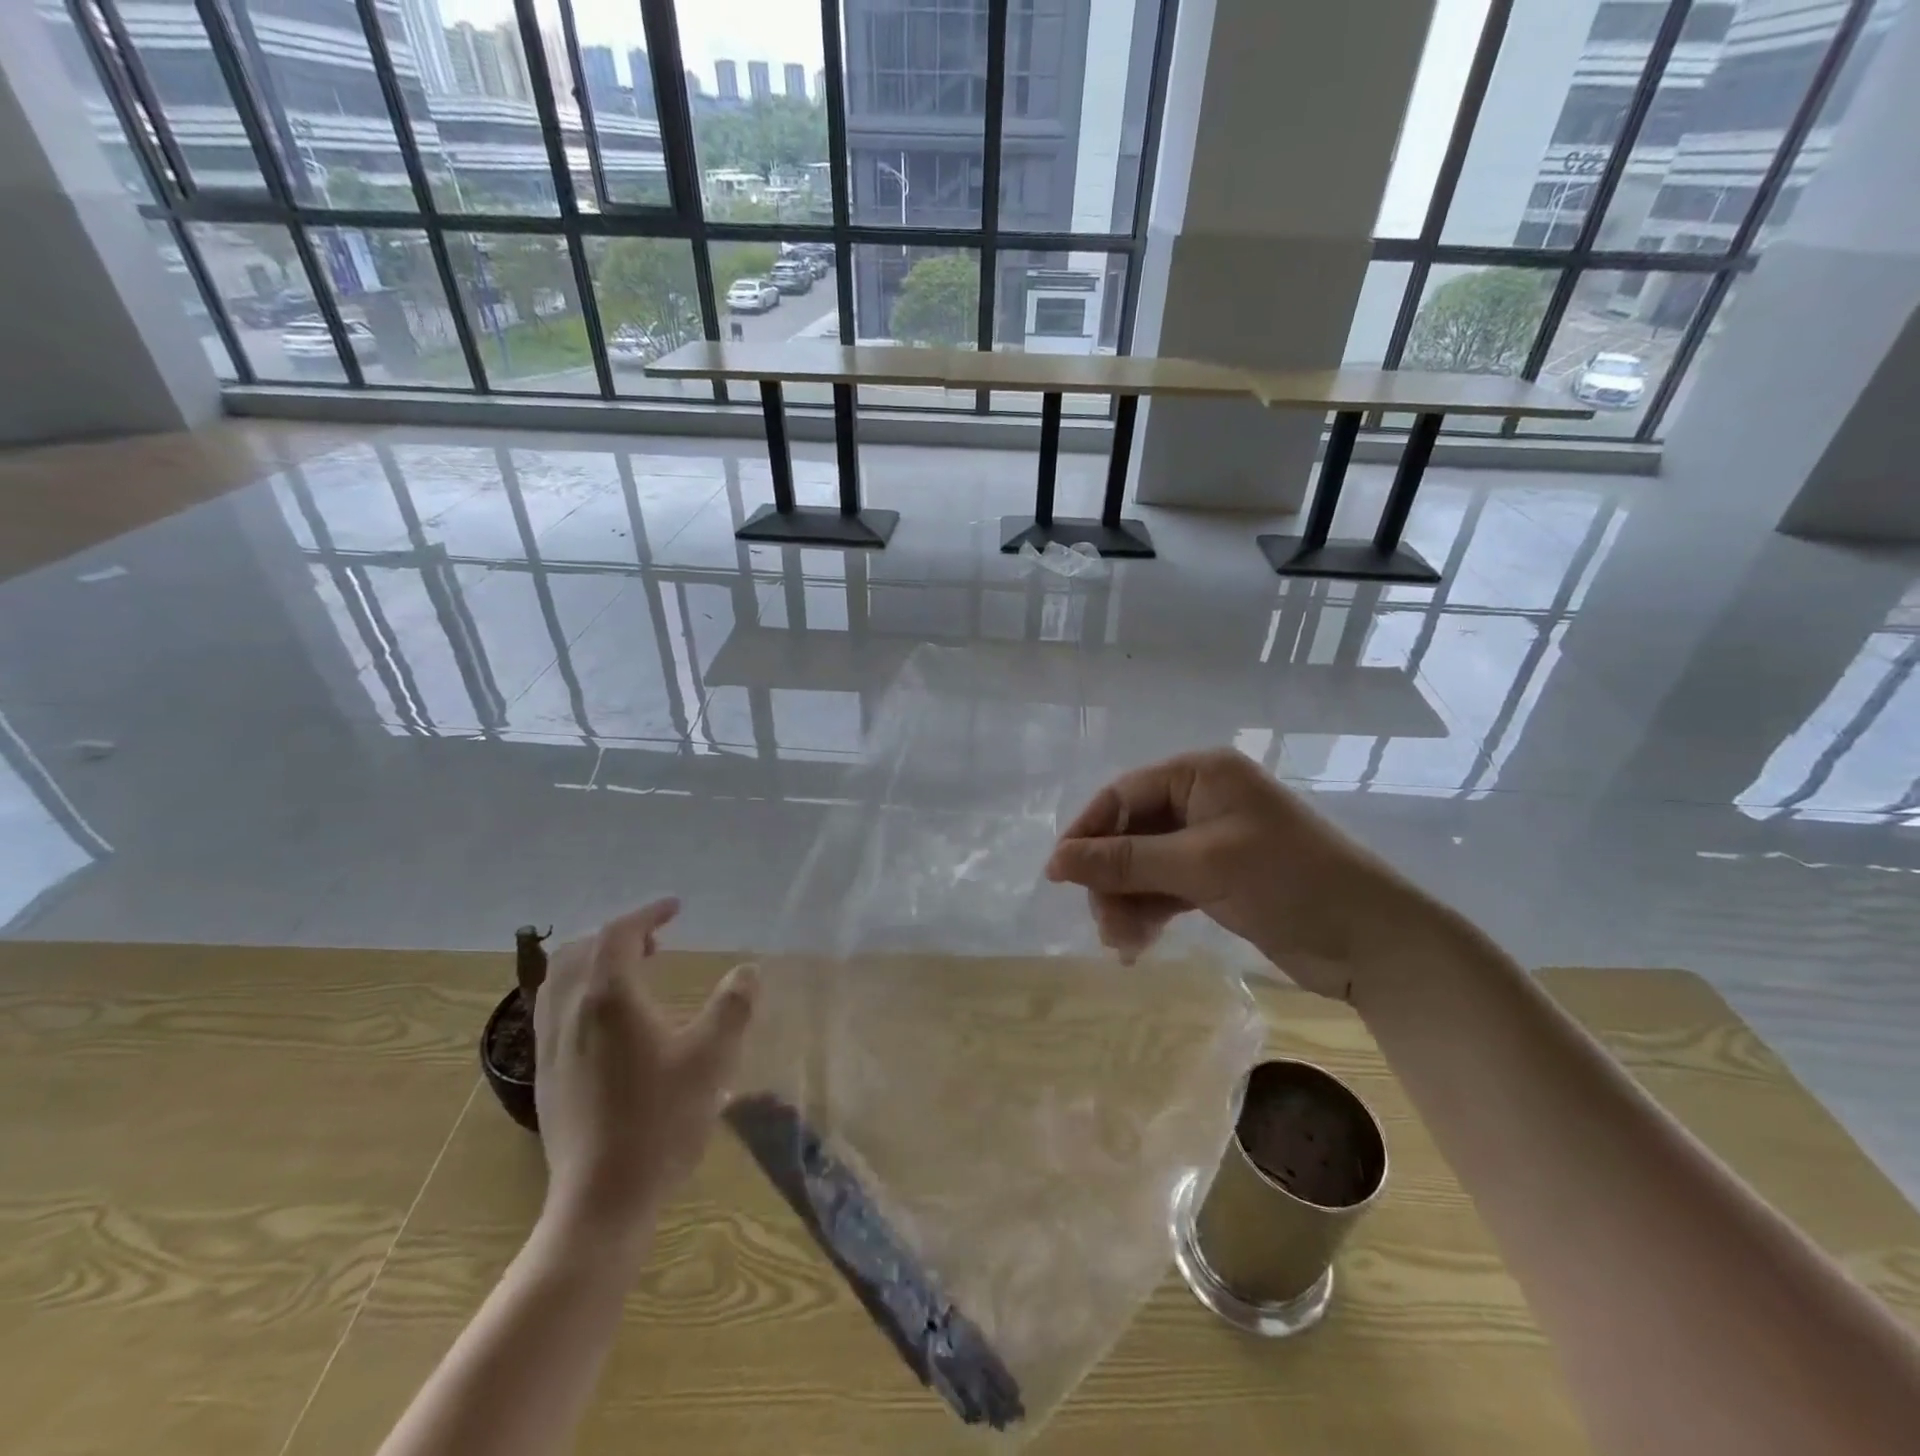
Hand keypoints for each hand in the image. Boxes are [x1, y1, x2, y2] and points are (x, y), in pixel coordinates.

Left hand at [532, 898, 756, 1250]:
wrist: (601, 1200)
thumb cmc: (661, 1121)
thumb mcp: (712, 1059)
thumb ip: (733, 1007)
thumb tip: (747, 971)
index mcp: (608, 999)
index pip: (619, 934)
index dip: (647, 914)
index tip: (675, 908)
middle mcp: (570, 1013)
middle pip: (581, 952)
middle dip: (617, 937)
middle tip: (655, 943)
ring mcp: (551, 1047)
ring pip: (559, 982)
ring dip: (594, 963)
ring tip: (632, 975)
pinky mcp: (546, 1076)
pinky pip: (553, 1011)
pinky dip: (580, 993)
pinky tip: (610, 1023)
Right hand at [1045, 749, 1439, 999]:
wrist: (1373, 941)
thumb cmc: (1288, 883)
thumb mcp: (1200, 867)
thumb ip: (1124, 861)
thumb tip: (1054, 861)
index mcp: (1201, 775)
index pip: (1123, 795)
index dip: (1088, 833)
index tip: (1058, 875)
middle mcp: (1202, 799)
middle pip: (1130, 832)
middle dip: (1111, 877)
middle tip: (1102, 923)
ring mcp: (1211, 840)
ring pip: (1145, 864)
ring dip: (1127, 900)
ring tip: (1122, 944)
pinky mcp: (1219, 878)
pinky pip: (1166, 887)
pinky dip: (1149, 911)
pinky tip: (1138, 943)